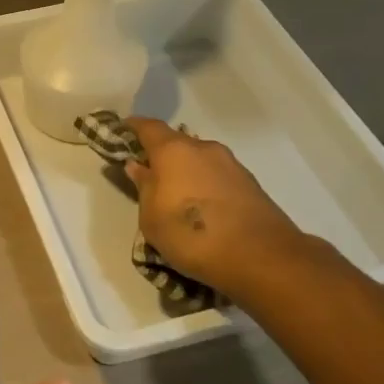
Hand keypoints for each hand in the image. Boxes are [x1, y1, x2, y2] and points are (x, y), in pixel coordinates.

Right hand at [122, 117, 309, 298]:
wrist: (260, 257)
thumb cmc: (191, 235)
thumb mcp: (152, 218)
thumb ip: (144, 187)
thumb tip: (138, 166)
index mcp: (174, 151)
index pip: (148, 127)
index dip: (134, 127)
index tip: (123, 131)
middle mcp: (204, 148)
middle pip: (177, 142)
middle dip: (162, 154)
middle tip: (150, 174)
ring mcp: (231, 164)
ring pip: (200, 159)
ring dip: (186, 171)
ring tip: (178, 196)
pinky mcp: (250, 184)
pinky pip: (217, 176)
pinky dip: (206, 185)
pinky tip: (204, 208)